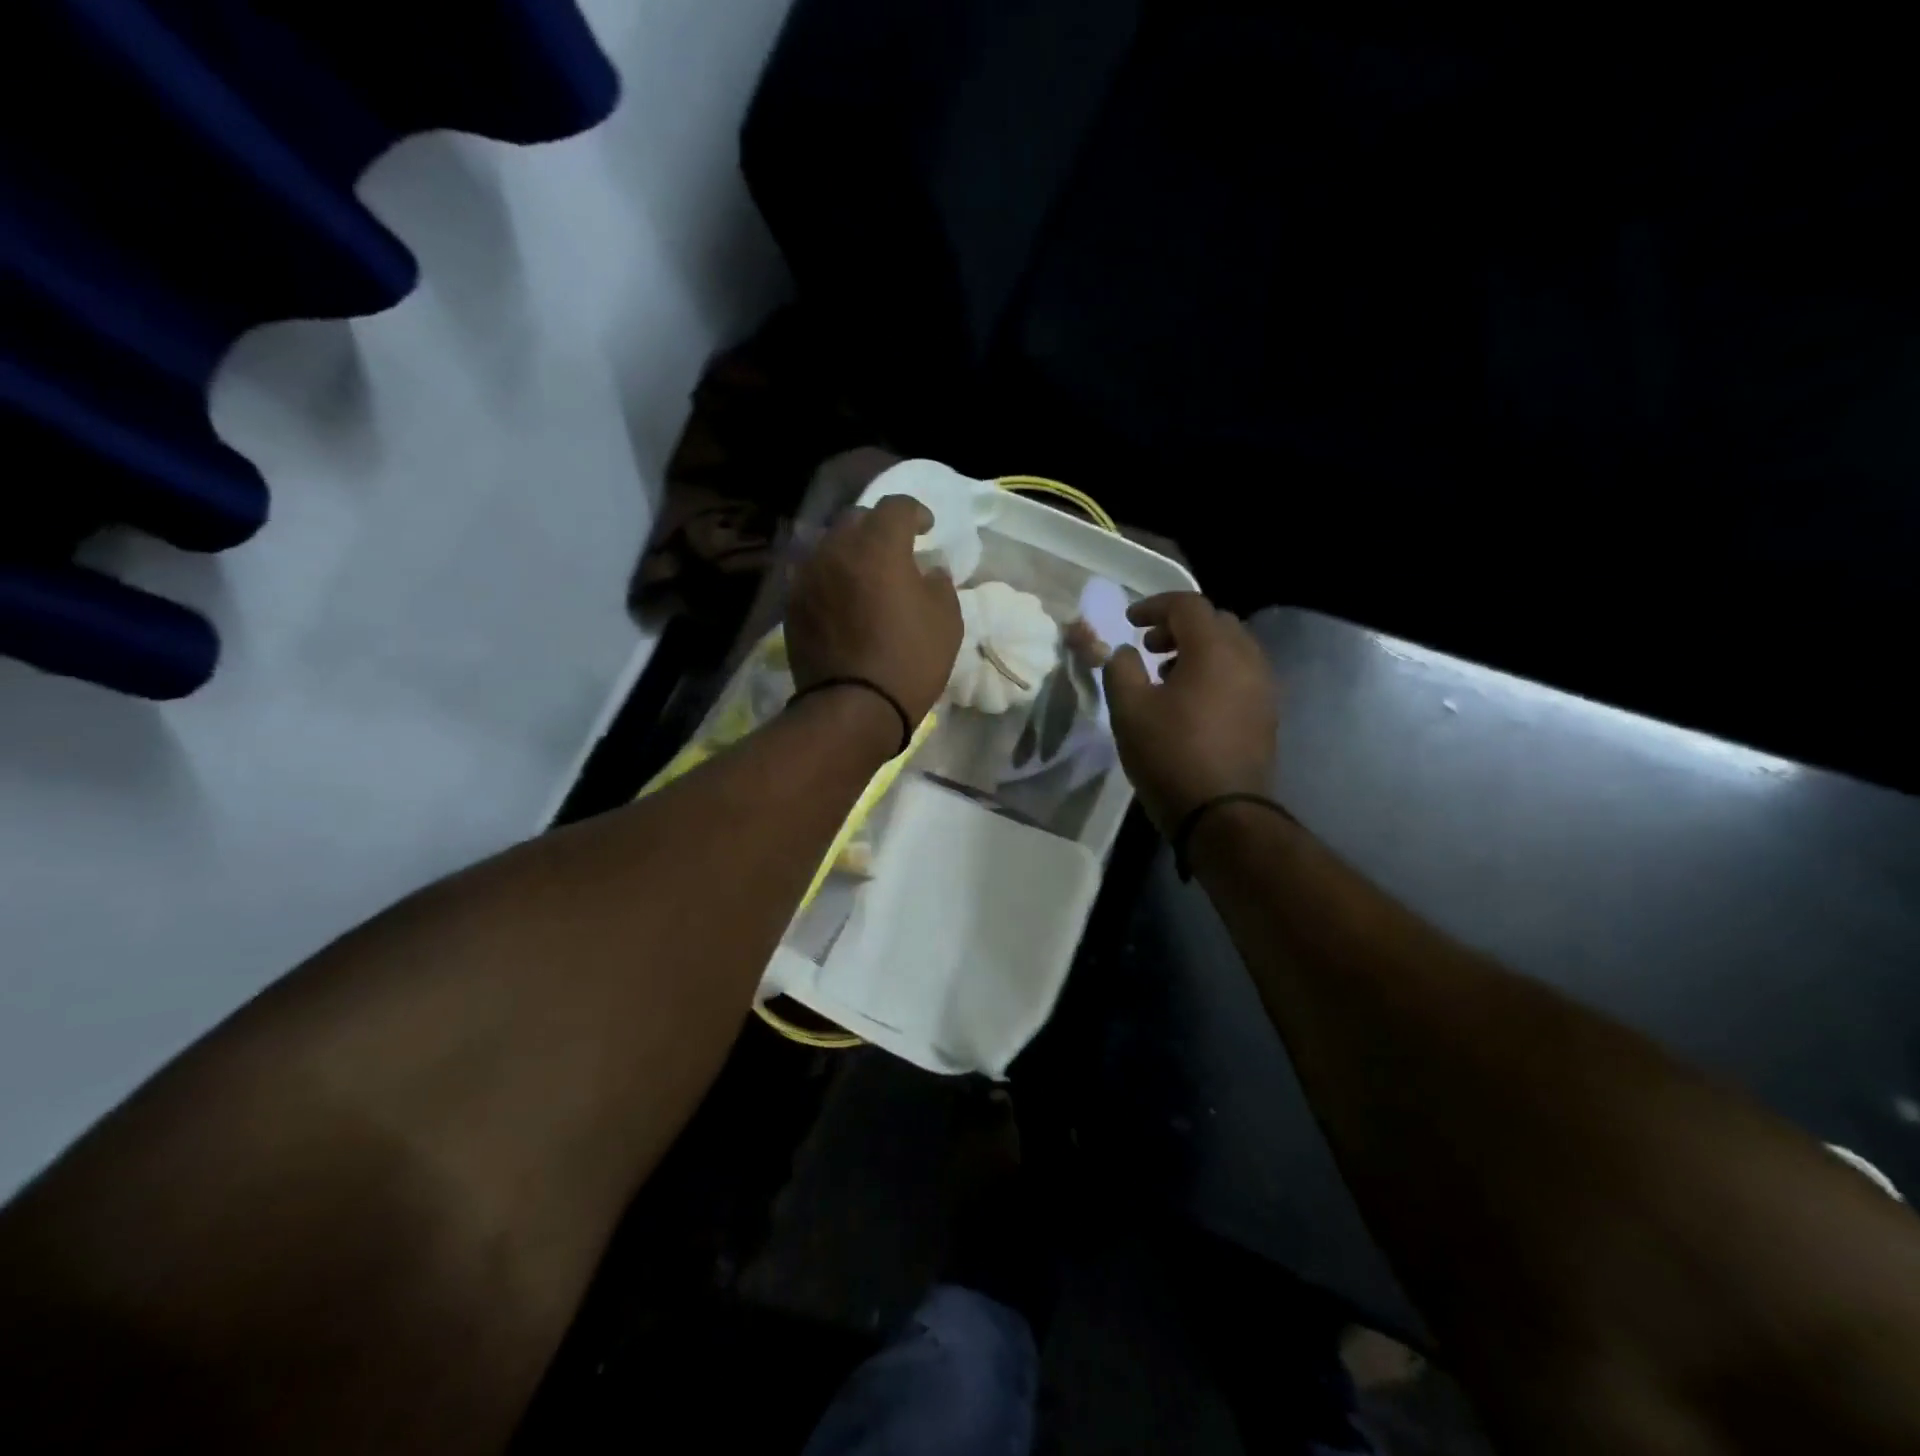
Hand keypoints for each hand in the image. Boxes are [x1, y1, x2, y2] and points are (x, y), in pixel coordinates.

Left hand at [787, 494, 963, 729]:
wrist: (853, 707)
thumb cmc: (910, 661)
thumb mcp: (947, 621)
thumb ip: (939, 583)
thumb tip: (929, 570)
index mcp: (878, 546)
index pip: (896, 507)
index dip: (915, 512)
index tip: (927, 529)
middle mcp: (836, 550)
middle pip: (856, 519)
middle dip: (878, 527)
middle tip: (895, 550)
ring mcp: (808, 577)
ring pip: (830, 546)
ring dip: (851, 551)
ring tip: (866, 575)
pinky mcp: (793, 605)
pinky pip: (814, 575)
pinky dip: (832, 577)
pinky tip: (844, 599)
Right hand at [1103, 593, 1278, 832]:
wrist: (1222, 814)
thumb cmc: (1171, 755)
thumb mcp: (1129, 709)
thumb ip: (1121, 669)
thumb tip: (1126, 653)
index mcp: (1215, 650)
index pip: (1187, 605)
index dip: (1154, 606)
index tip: (1129, 622)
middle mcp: (1247, 659)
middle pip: (1215, 622)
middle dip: (1179, 626)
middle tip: (1149, 647)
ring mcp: (1264, 687)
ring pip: (1232, 648)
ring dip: (1199, 650)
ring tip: (1168, 675)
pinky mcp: (1267, 714)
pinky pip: (1241, 674)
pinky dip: (1216, 672)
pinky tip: (1192, 701)